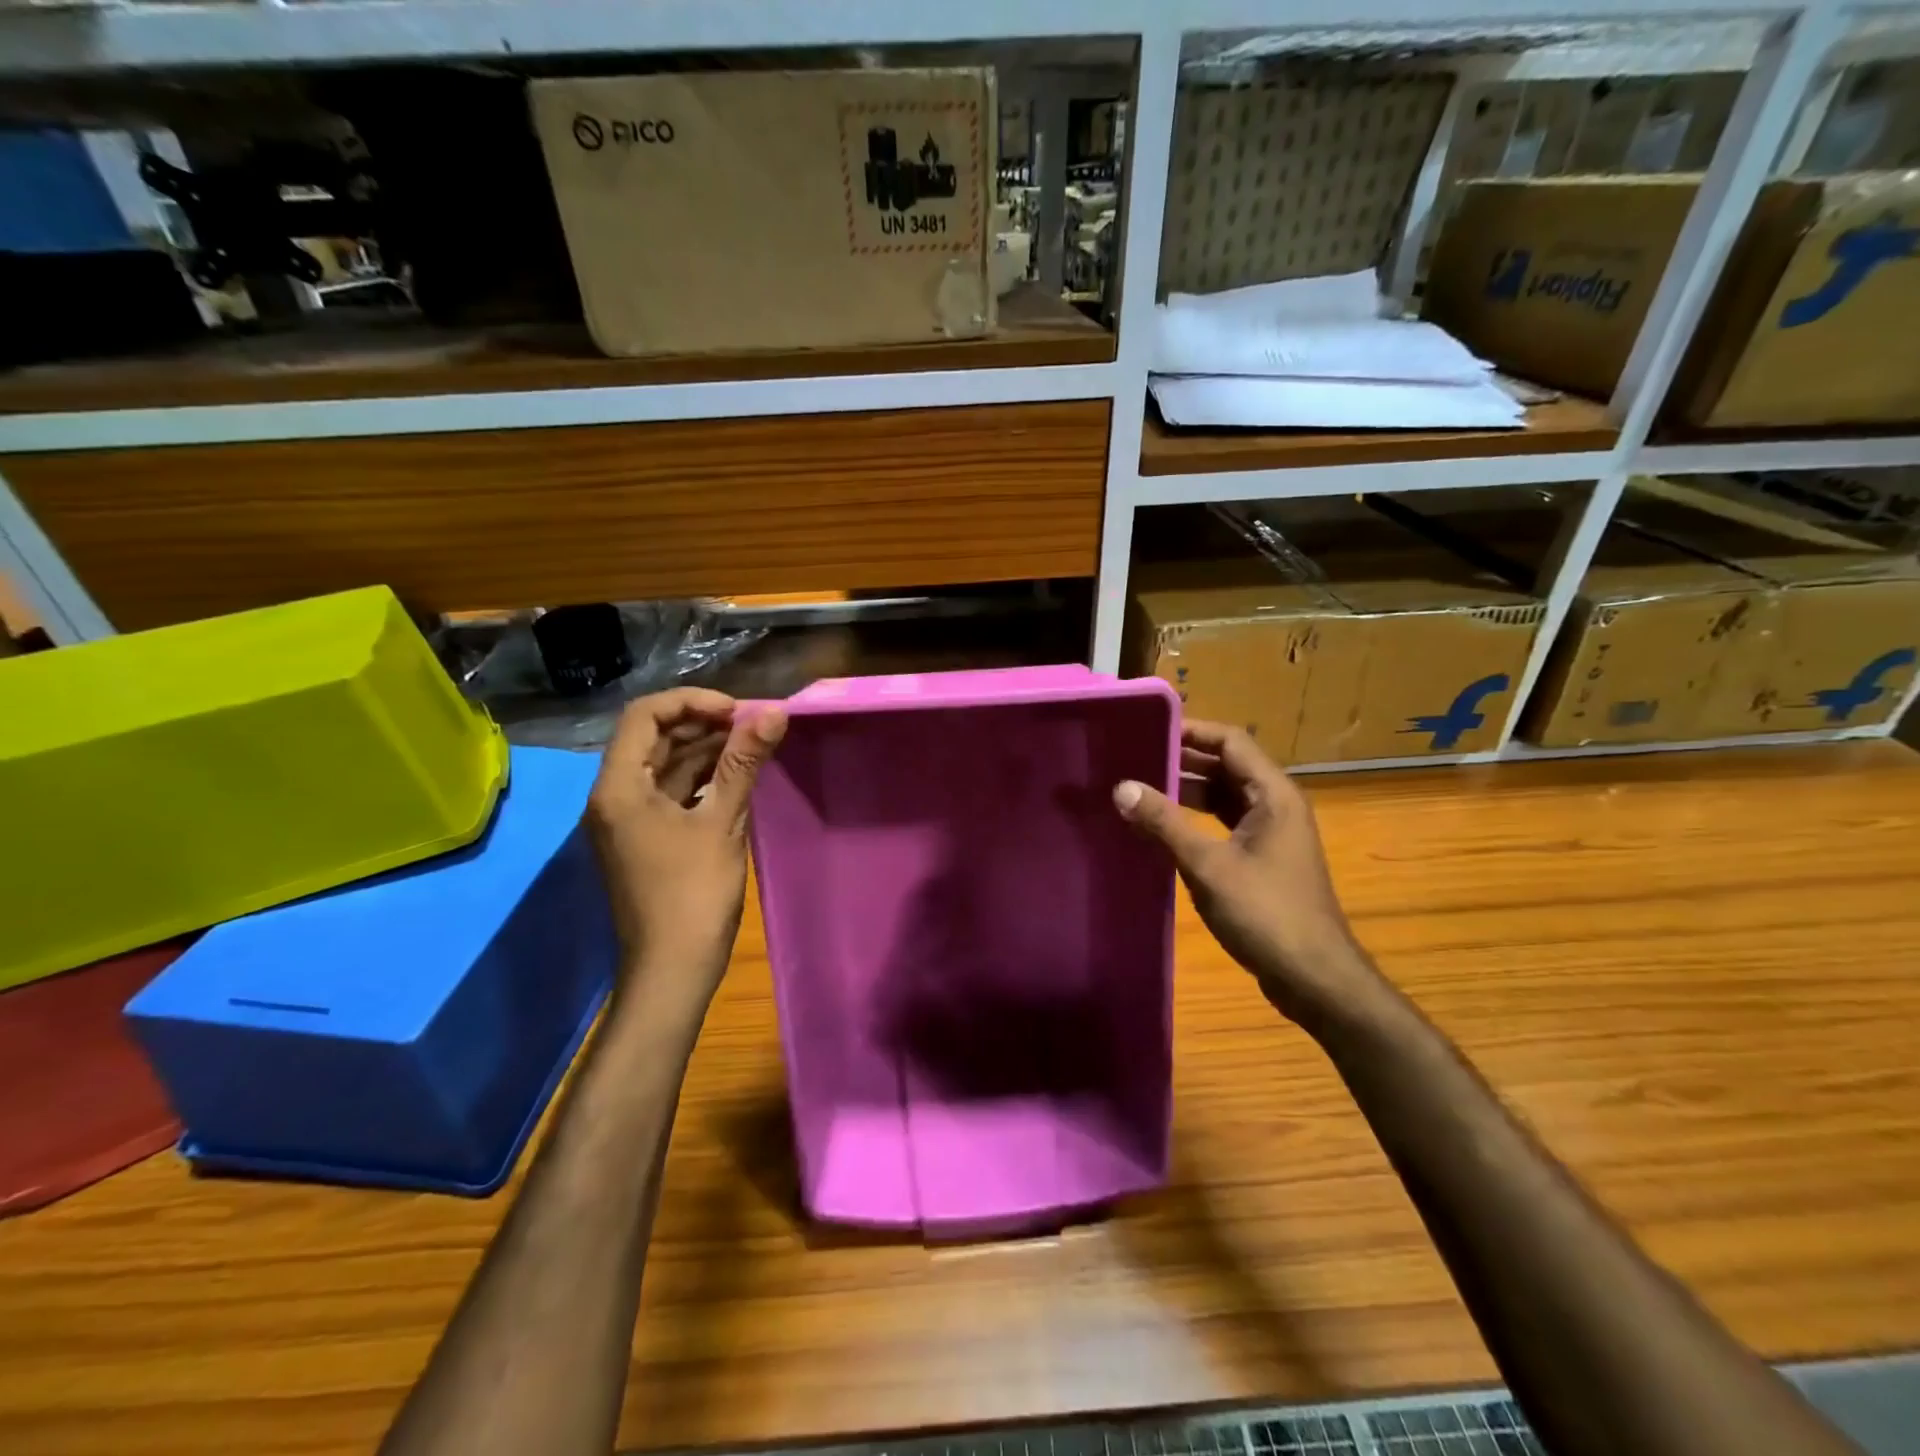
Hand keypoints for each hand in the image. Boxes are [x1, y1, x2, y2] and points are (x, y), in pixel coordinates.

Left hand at [586, 688, 786, 1008]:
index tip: (738, 711)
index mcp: (619, 787)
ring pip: (663, 764)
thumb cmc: (693, 894)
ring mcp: (627, 819)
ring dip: (704, 749)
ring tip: (751, 744)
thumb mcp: (721, 822)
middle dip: (701, 723)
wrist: (672, 969)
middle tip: (751, 725)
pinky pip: (670, 791)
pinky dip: (700, 777)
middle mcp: (613, 796)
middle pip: (651, 737)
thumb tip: (774, 712)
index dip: (692, 702)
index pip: (644, 715)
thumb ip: (744, 763)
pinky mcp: (644, 837)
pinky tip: (735, 776)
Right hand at [1112, 720, 1388, 1031]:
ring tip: (1140, 786)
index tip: (1149, 728)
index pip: (1231, 741)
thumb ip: (1164, 823)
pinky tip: (1163, 827)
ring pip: (1224, 796)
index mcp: (1273, 795)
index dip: (1191, 730)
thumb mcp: (1208, 865)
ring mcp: (1271, 834)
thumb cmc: (1266, 914)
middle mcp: (1276, 805)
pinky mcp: (1263, 859)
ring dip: (1187, 790)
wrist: (1314, 977)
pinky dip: (1195, 819)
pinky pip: (1225, 823)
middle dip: (1183, 759)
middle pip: (1227, 766)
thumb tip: (1122, 788)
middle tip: (1134, 756)